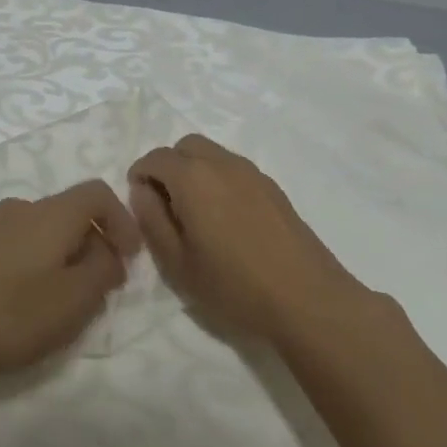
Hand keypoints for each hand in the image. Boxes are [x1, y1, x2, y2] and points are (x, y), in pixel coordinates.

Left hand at [0, 180, 142, 381]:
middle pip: (68, 213)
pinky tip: (23, 301)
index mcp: (50, 213)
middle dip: (92, 245)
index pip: (98, 193)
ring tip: (61, 300)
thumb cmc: (13, 315)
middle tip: (98, 288)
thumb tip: (106, 253)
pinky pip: (13, 246)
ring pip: (40, 232)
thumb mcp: (75, 300)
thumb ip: (103, 270)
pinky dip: (32, 264)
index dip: (123, 221)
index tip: (129, 259)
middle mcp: (18, 208)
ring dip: (61, 257)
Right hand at [128, 134, 372, 348]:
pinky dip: (218, 181)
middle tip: (165, 206)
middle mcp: (223, 164)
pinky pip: (234, 170)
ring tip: (195, 216)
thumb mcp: (177, 263)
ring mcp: (252, 173)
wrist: (306, 299)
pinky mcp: (273, 188)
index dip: (140, 176)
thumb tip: (142, 192)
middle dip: (168, 167)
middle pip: (185, 146)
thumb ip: (152, 220)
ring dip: (194, 172)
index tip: (140, 205)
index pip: (155, 158)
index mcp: (193, 178)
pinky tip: (225, 221)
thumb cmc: (233, 286)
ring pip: (212, 155)